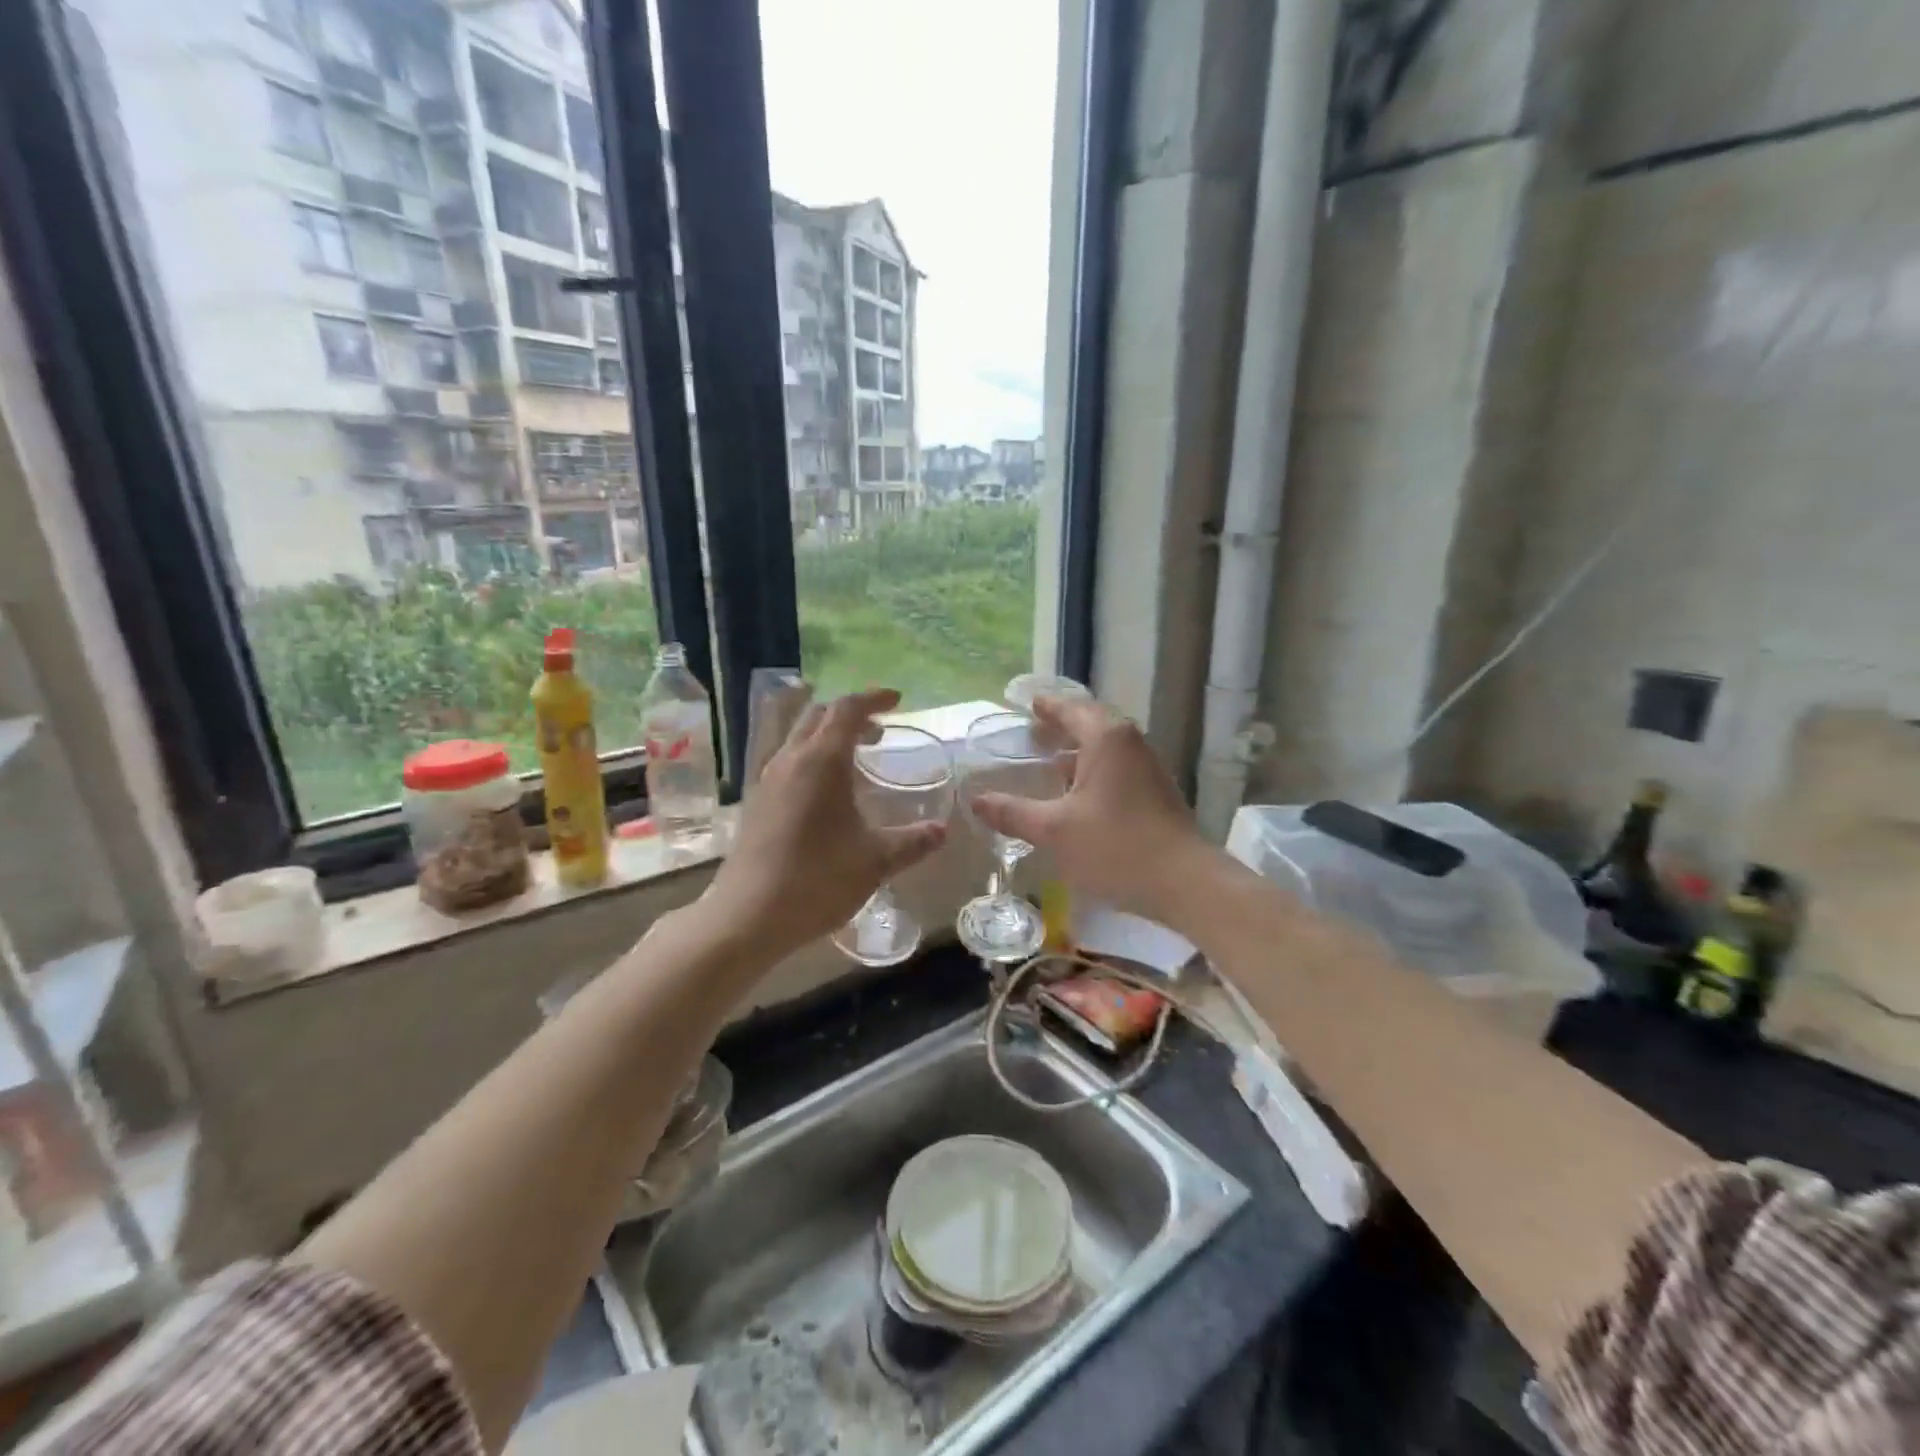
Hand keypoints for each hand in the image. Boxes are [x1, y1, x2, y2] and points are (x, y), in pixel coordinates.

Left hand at [702, 689, 946, 958]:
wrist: (748, 916)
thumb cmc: (817, 880)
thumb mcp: (875, 861)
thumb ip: (912, 842)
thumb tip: (941, 831)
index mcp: (821, 762)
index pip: (847, 709)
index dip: (873, 698)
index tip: (897, 701)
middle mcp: (790, 760)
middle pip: (819, 715)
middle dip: (851, 714)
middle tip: (880, 730)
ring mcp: (767, 780)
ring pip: (799, 737)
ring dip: (830, 736)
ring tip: (858, 757)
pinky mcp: (757, 802)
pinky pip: (788, 761)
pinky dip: (813, 758)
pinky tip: (828, 792)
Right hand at [971, 696, 1217, 929]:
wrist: (1185, 883)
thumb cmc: (1115, 847)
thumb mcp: (1054, 830)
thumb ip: (1013, 812)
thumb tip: (976, 800)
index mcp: (1106, 739)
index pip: (1071, 709)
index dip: (1047, 706)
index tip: (1029, 703)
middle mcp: (1131, 744)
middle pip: (1092, 724)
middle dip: (1062, 727)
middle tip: (1034, 731)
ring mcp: (1148, 768)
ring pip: (1107, 749)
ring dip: (1079, 751)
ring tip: (1050, 762)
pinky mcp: (1157, 794)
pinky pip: (1118, 769)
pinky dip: (1094, 771)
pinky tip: (1078, 796)